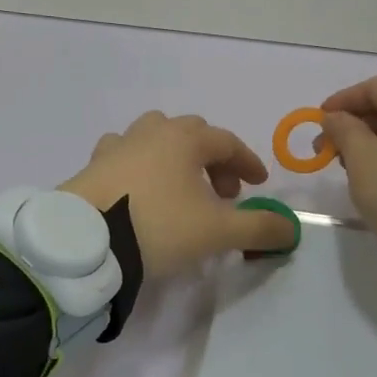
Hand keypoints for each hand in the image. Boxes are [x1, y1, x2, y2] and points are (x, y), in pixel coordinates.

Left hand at [60, 111, 297, 278]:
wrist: (84, 243)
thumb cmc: (158, 227)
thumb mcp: (217, 232)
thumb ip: (259, 228)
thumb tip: (291, 229)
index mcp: (184, 139)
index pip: (226, 142)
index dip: (247, 162)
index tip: (259, 185)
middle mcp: (150, 133)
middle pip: (192, 133)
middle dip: (213, 159)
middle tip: (223, 192)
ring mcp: (116, 146)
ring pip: (154, 136)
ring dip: (175, 156)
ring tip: (180, 187)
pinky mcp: (91, 166)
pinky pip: (123, 155)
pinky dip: (140, 166)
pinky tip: (139, 189)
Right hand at [320, 76, 376, 261]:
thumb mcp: (361, 158)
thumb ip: (343, 130)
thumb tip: (335, 117)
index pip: (374, 86)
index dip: (343, 100)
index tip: (319, 120)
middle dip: (355, 124)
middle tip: (328, 147)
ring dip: (371, 141)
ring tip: (348, 165)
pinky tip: (376, 176)